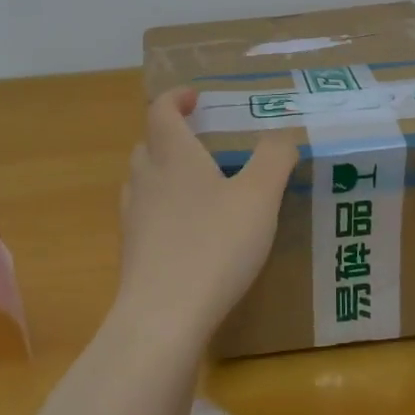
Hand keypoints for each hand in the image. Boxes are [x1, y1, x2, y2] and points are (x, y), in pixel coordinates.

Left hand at [116, 89, 299, 347]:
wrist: (164, 317)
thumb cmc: (214, 245)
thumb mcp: (259, 197)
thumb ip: (274, 158)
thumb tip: (282, 135)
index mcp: (172, 155)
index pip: (161, 110)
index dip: (176, 98)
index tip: (196, 97)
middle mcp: (145, 179)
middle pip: (150, 144)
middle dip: (173, 135)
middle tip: (205, 141)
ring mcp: (133, 217)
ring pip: (144, 180)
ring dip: (166, 172)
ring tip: (200, 186)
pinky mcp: (133, 252)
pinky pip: (146, 215)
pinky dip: (164, 210)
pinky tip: (191, 232)